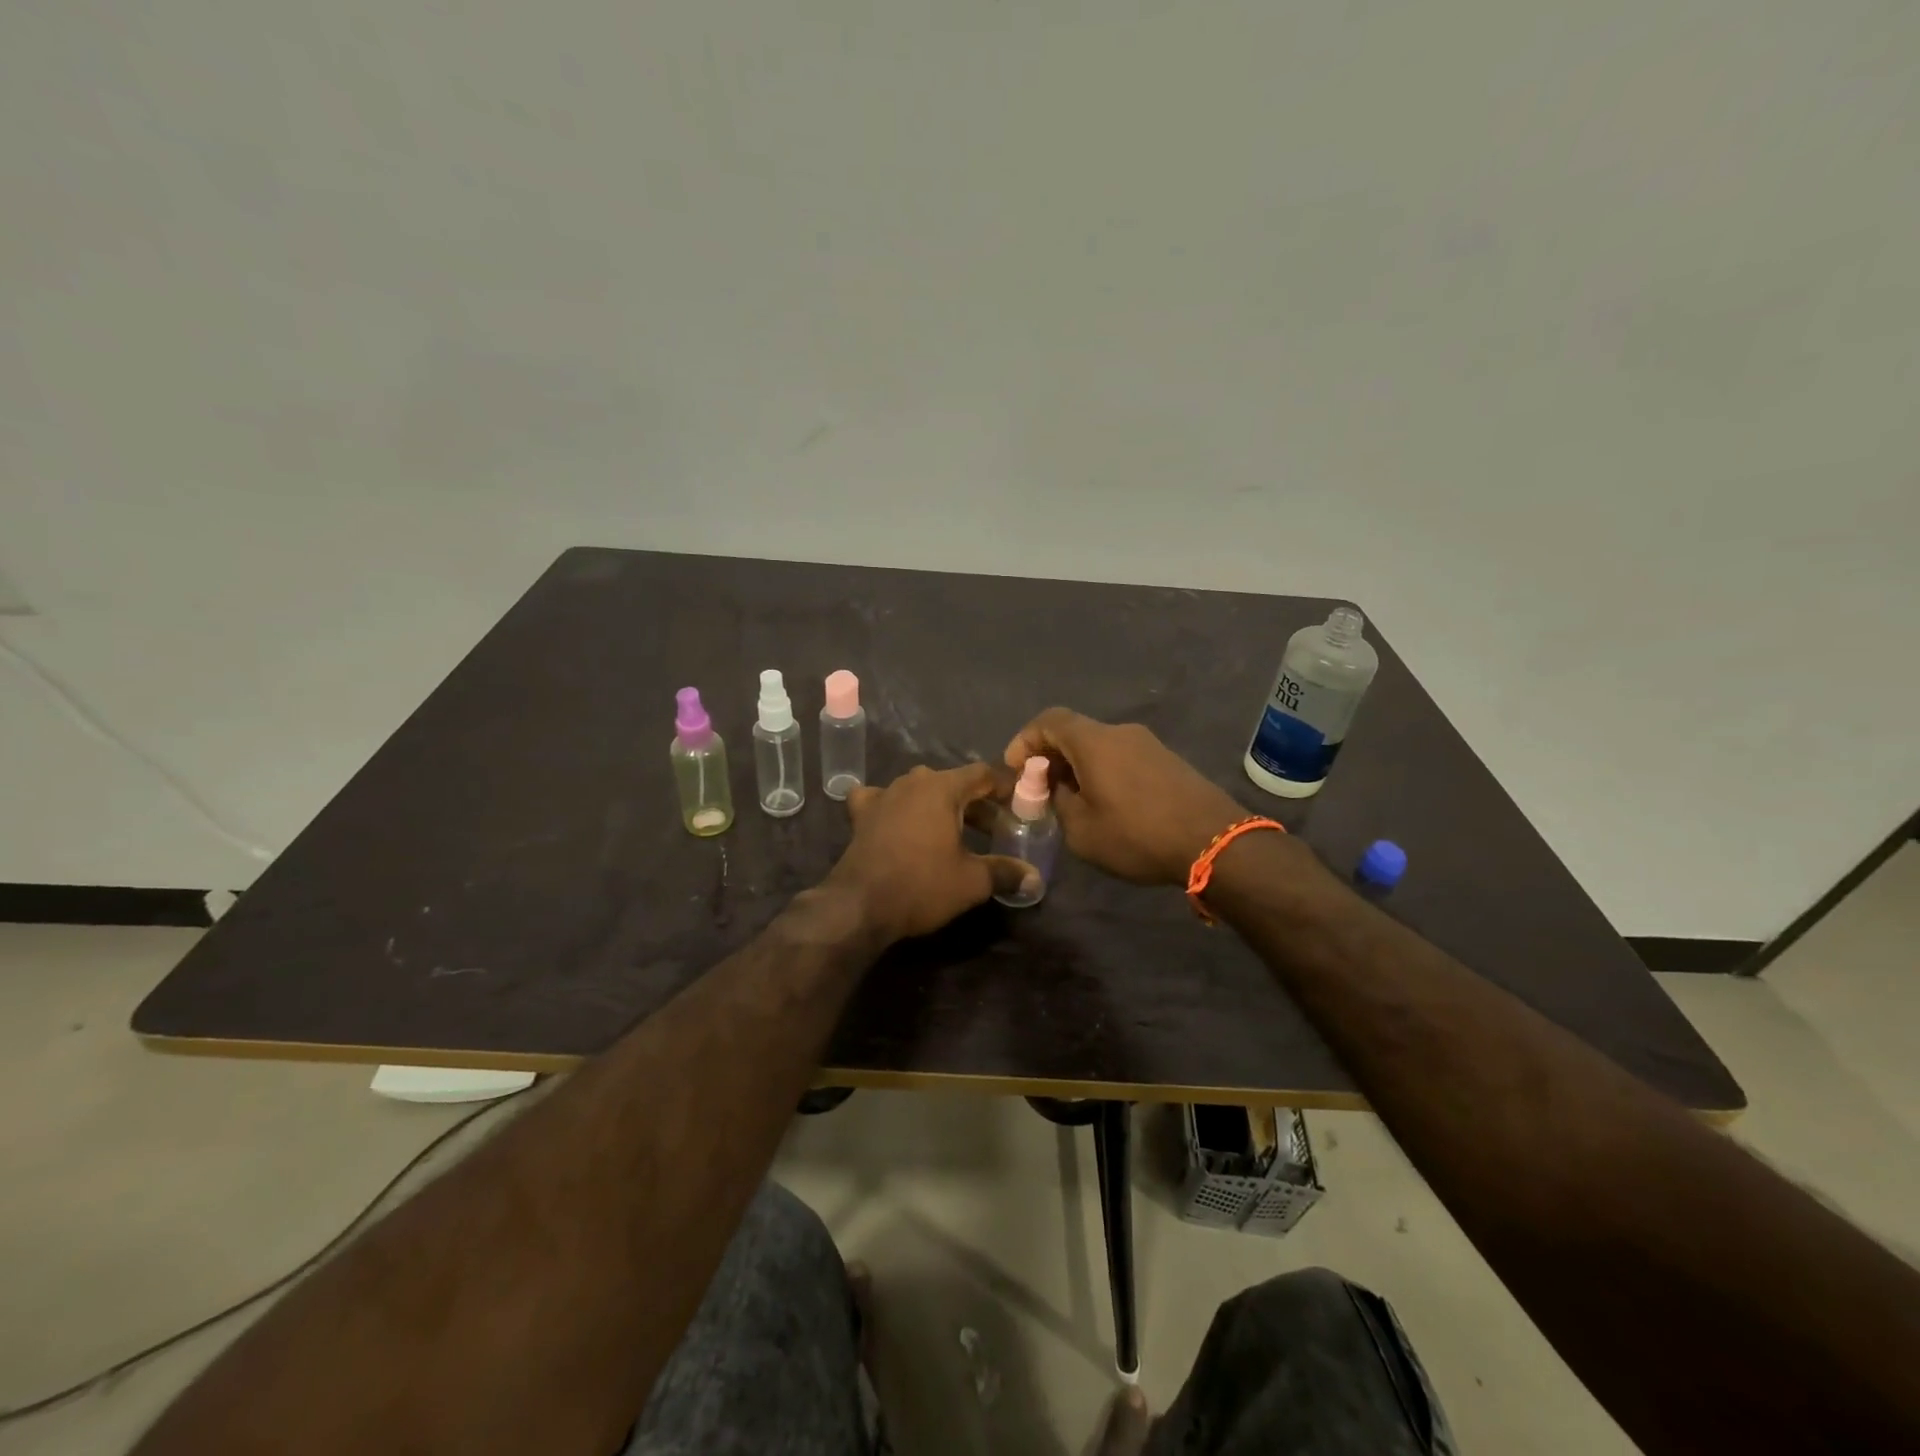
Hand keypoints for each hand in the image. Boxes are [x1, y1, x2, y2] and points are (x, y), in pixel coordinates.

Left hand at [827, 763, 1038, 942]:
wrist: (859, 905)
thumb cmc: (922, 885)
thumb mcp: (972, 881)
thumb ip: (1005, 872)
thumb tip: (1034, 878)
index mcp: (942, 787)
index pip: (982, 773)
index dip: (1004, 786)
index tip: (1019, 802)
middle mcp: (912, 782)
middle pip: (952, 782)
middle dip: (975, 802)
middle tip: (994, 828)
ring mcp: (883, 795)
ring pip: (919, 790)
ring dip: (939, 805)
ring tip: (954, 830)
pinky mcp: (861, 814)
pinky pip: (882, 800)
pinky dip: (894, 807)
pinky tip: (896, 820)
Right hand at [1004, 708, 1246, 884]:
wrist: (1214, 841)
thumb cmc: (1137, 834)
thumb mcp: (1081, 830)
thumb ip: (1059, 802)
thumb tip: (1057, 788)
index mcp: (1094, 741)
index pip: (1049, 720)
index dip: (1026, 740)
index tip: (1016, 769)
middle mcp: (1120, 732)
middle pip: (1075, 732)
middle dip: (1050, 757)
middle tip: (1040, 789)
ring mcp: (1148, 744)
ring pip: (1099, 746)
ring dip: (1078, 766)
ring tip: (1072, 800)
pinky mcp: (1167, 760)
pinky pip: (1122, 757)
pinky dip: (1103, 771)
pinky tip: (1106, 803)